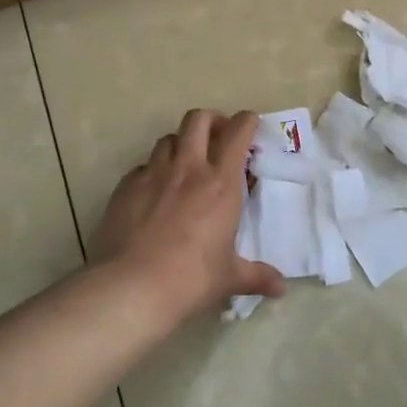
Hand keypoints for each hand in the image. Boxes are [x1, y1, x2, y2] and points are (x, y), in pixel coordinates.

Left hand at [92, 109, 286, 324]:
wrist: (131, 287)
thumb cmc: (191, 279)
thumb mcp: (229, 277)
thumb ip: (256, 275)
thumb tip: (281, 287)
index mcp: (220, 183)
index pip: (237, 132)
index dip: (246, 122)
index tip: (250, 127)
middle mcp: (188, 169)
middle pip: (198, 119)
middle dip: (211, 120)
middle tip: (217, 138)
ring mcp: (153, 174)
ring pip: (168, 139)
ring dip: (181, 144)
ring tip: (185, 163)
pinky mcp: (126, 187)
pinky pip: (142, 167)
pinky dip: (152, 171)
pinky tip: (154, 193)